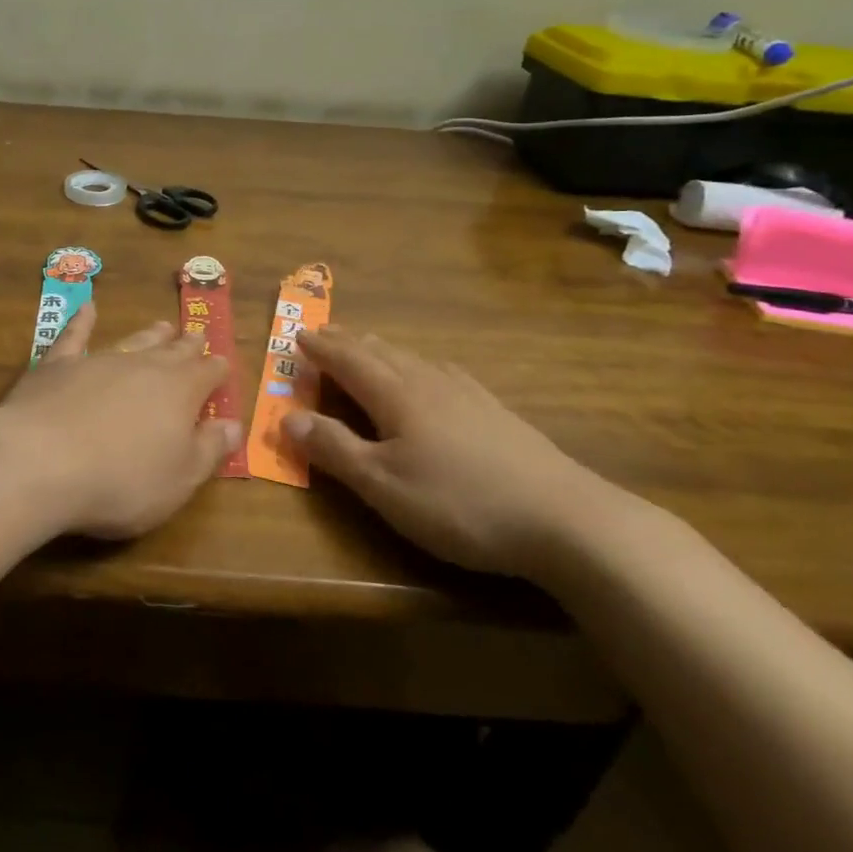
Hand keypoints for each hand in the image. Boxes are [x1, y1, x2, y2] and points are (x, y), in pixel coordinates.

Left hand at [0, 303, 238, 540]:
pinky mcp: (56, 365)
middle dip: (186, 346)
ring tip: (162, 325)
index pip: (207, 373)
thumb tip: (233, 425)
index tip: (222, 366)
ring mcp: (98, 360)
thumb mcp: (179, 479)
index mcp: (180, 391)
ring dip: (149, 334)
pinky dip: (83, 322)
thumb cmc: (121, 481)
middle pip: (172, 351)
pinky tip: (87, 309)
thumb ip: (208, 450)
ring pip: (131, 341)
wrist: (41, 462)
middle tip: (195, 337)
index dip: (217, 371)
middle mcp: (143, 366)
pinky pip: (74, 336)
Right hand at [281, 328, 627, 579]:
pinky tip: (432, 375)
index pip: (348, 361)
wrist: (564, 518)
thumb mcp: (383, 485)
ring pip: (413, 359)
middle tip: (325, 333)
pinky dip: (419, 364)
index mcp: (396, 396)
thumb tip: (288, 417)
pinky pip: (442, 372)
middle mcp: (428, 383)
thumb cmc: (459, 502)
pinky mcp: (495, 412)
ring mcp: (467, 394)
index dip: (321, 348)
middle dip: (348, 342)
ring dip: (382, 350)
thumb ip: (334, 449)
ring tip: (368, 347)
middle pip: (380, 352)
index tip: (298, 334)